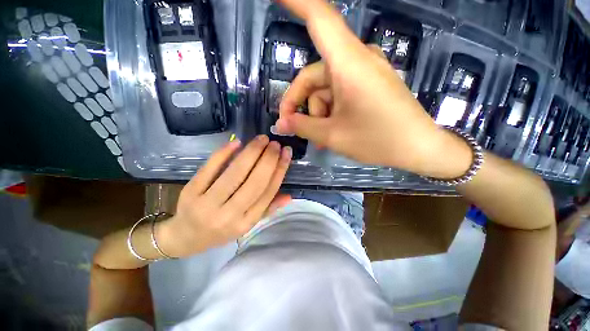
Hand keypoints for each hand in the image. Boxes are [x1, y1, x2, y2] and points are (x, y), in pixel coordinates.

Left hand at [158, 136, 291, 257]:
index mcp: (246, 222)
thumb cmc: (221, 230)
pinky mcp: (190, 192)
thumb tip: (289, 196)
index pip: (268, 192)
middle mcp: (229, 215)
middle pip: (254, 182)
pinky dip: (224, 153)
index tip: (286, 153)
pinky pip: (210, 168)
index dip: (279, 170)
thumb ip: (268, 209)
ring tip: (262, 139)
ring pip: (235, 173)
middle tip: (275, 143)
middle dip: (268, 159)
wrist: (185, 238)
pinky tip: (237, 142)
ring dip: (251, 152)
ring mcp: (207, 203)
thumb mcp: (247, 224)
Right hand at [276, 0, 470, 177]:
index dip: (296, 2)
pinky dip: (329, 112)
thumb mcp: (332, 136)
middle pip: (312, 76)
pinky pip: (338, 94)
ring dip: (316, 113)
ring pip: (324, 90)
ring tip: (320, 137)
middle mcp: (356, 60)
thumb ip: (302, 127)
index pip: (319, 18)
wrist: (418, 148)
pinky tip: (330, 131)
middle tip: (292, 127)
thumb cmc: (377, 141)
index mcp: (348, 64)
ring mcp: (364, 73)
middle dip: (299, 103)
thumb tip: (281, 124)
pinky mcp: (368, 85)